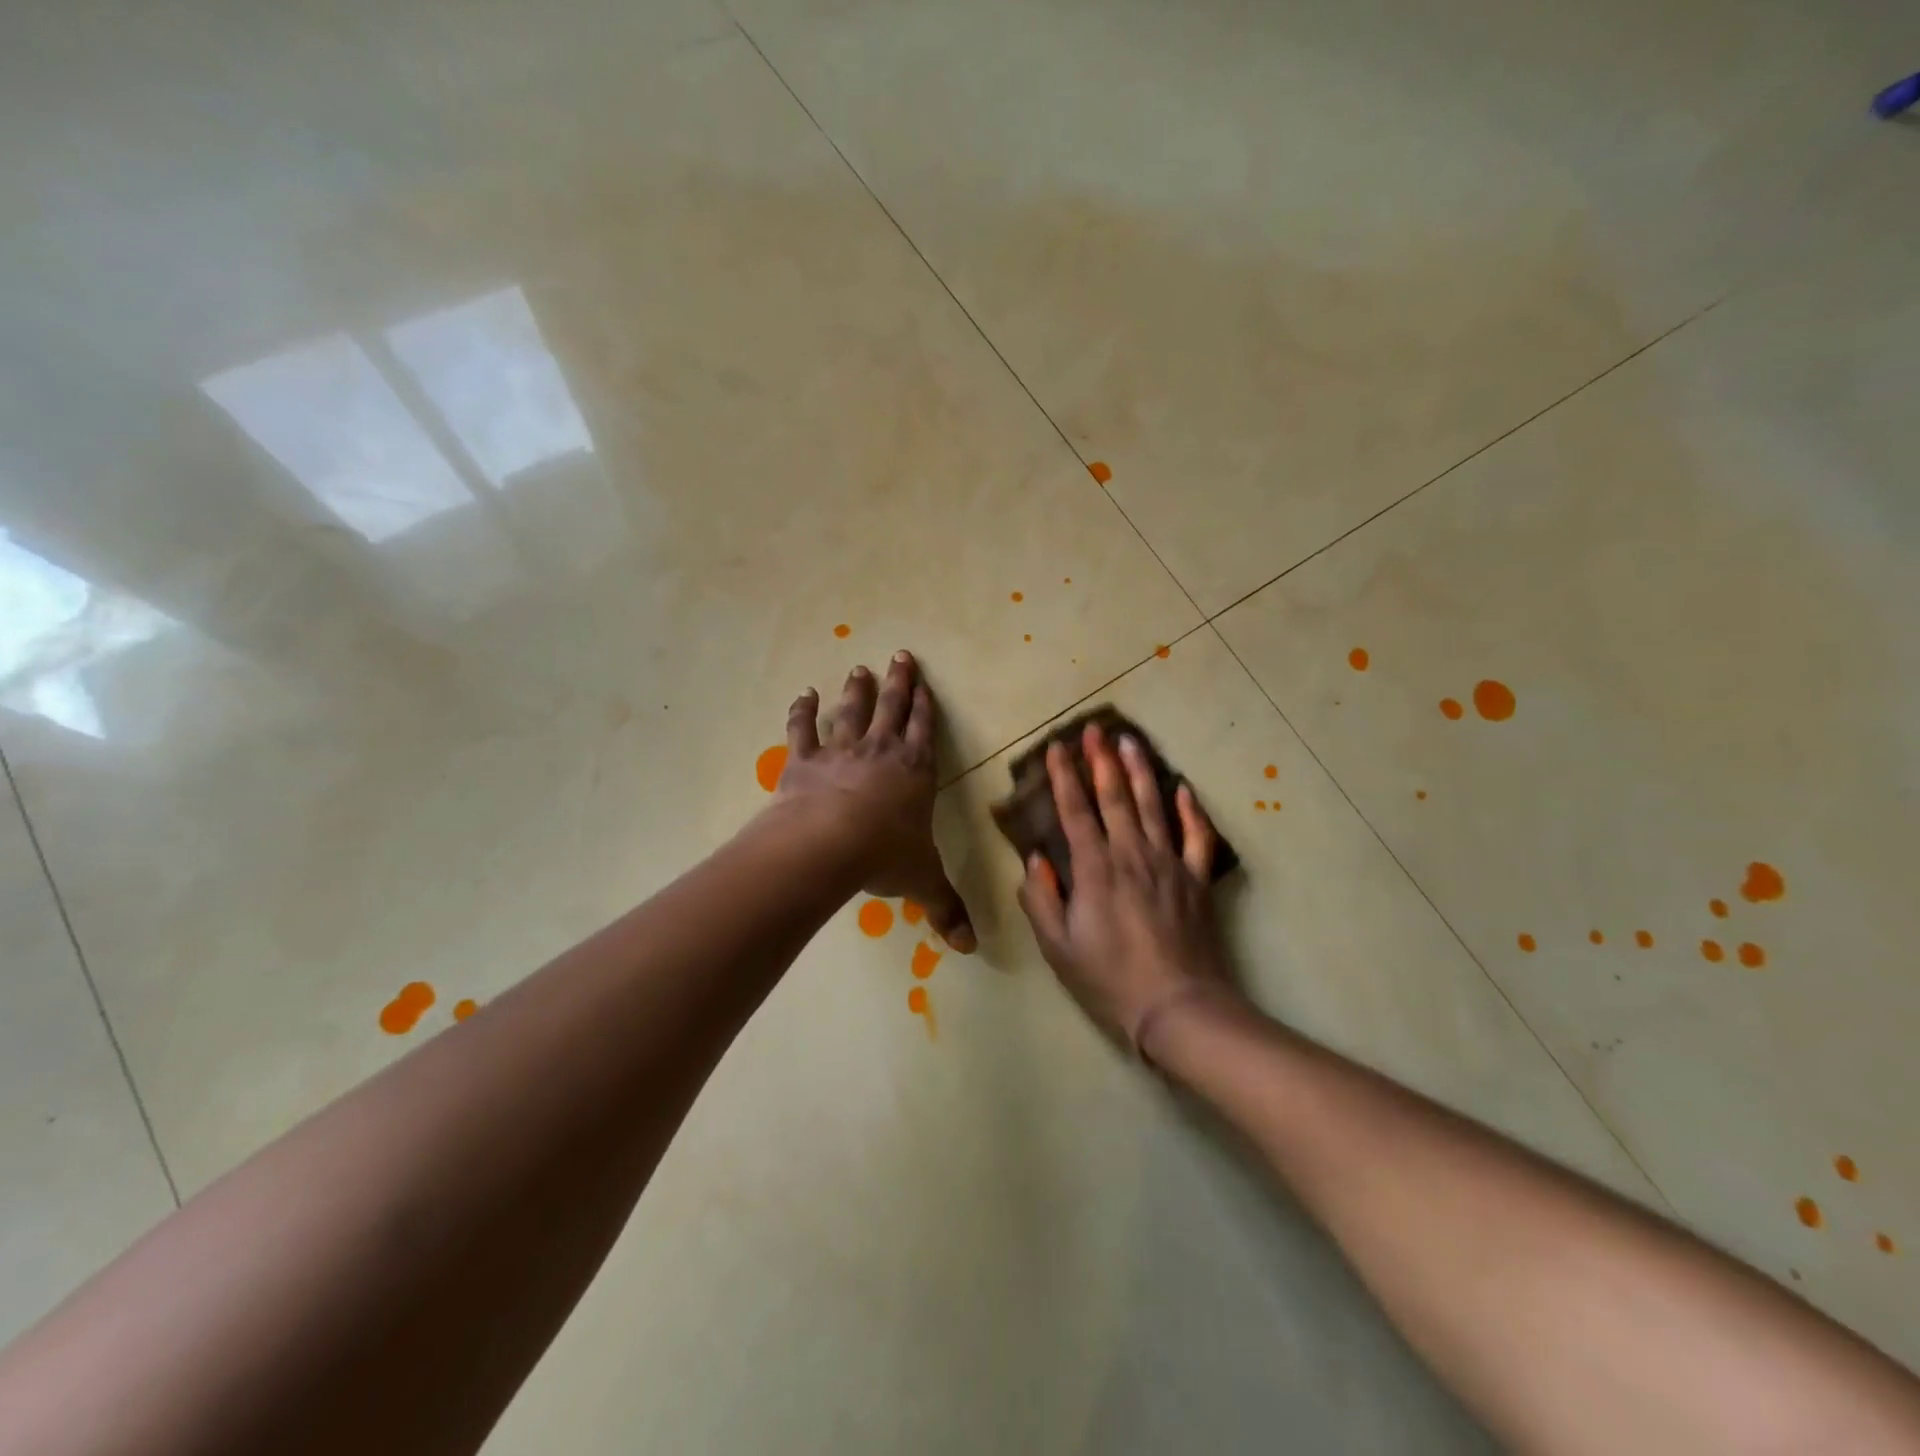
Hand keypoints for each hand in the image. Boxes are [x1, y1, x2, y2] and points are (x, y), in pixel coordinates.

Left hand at [778, 651, 975, 952]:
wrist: (827, 844)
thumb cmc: (884, 856)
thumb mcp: (923, 881)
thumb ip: (946, 908)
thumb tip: (971, 948)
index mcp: (915, 772)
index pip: (926, 732)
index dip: (926, 707)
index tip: (925, 683)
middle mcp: (881, 752)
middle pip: (893, 709)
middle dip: (899, 683)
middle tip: (900, 656)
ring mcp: (841, 752)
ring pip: (852, 712)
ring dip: (857, 690)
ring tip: (860, 669)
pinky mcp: (804, 761)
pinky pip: (803, 730)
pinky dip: (802, 711)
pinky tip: (804, 694)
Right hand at [1016, 722, 1234, 1055]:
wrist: (1178, 1007)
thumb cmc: (1110, 979)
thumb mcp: (1058, 947)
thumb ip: (1041, 899)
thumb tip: (1034, 860)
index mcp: (1095, 869)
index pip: (1075, 811)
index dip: (1063, 778)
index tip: (1055, 748)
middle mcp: (1132, 855)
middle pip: (1115, 797)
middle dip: (1101, 760)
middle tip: (1095, 729)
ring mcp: (1169, 864)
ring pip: (1154, 806)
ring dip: (1141, 771)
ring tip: (1131, 741)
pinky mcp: (1197, 880)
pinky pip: (1197, 837)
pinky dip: (1191, 811)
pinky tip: (1184, 789)